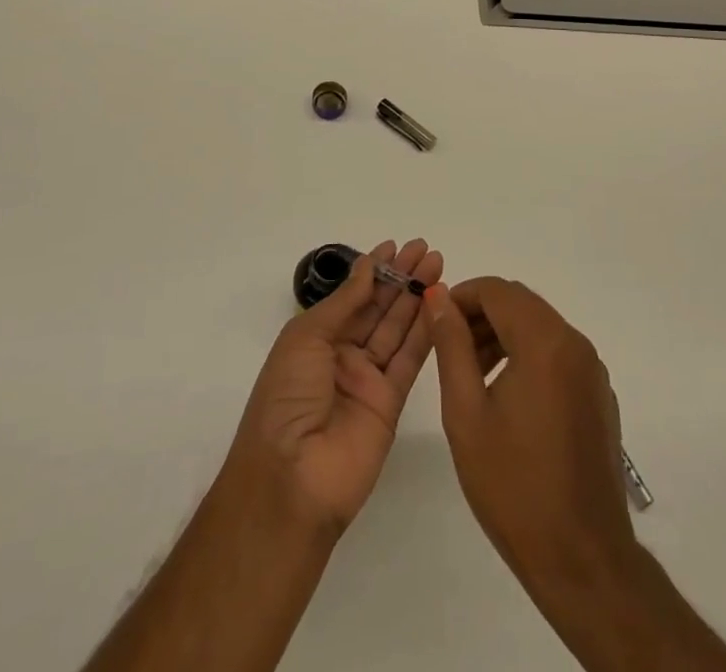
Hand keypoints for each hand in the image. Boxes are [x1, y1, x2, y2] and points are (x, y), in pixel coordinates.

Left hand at [225, 239, 441, 533]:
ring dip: (417, 298)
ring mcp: (368, 380)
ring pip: (397, 329)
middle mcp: (342, 355)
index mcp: (316, 338)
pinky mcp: (391, 404)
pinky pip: (409, 360)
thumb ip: (344, 303)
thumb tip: (368, 267)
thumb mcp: (306, 338)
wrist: (291, 479)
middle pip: (378, 308)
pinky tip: (439, 305)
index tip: (396, 245)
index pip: (351, 296)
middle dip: (401, 278)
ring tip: (437, 266)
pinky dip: (425, 332)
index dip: (373, 270)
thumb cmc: (286, 397)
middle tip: (426, 249)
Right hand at [423, 277, 635, 592]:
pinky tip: (507, 398)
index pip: (496, 290)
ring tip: (472, 375)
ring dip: (503, 334)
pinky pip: (558, 353)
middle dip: (480, 315)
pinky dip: (528, 355)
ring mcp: (592, 370)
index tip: (434, 322)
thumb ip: (451, 345)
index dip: (460, 297)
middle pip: (520, 303)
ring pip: (539, 326)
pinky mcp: (599, 395)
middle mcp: (575, 344)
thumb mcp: (466, 412)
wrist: (583, 560)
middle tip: (449, 350)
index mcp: (544, 342)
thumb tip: (438, 296)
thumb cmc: (514, 486)